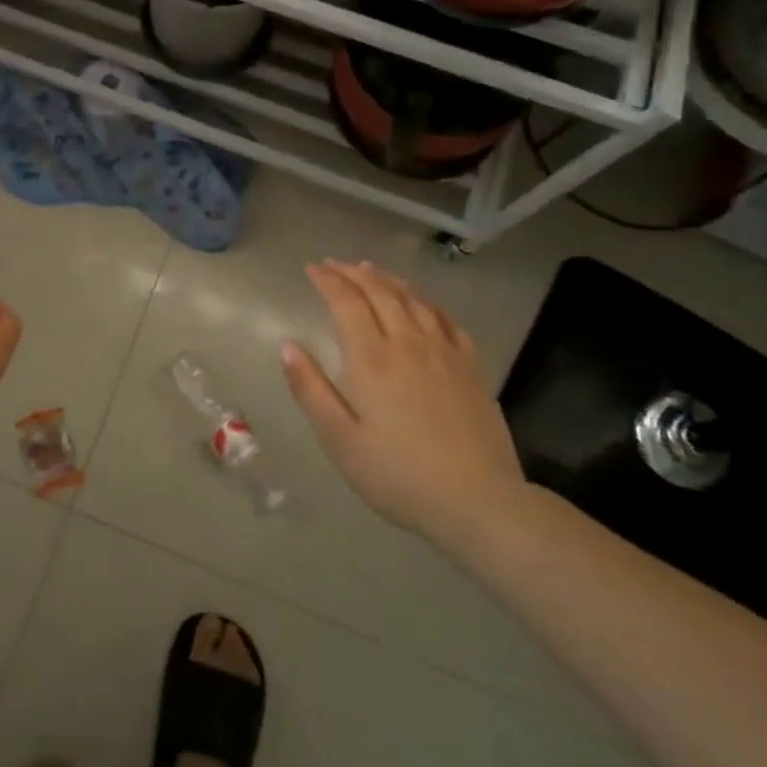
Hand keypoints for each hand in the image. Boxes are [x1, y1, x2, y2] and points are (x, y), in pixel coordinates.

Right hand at [282, 260, 523, 538]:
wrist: (477, 502)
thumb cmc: (398, 474)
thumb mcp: (339, 440)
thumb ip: (310, 389)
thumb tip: (288, 346)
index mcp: (371, 359)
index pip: (346, 302)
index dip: (327, 280)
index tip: (312, 269)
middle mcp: (407, 343)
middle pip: (379, 292)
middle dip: (353, 273)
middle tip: (335, 264)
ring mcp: (444, 351)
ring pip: (413, 299)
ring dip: (388, 279)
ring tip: (371, 270)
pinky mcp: (471, 366)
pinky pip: (446, 318)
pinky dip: (426, 300)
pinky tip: (420, 301)